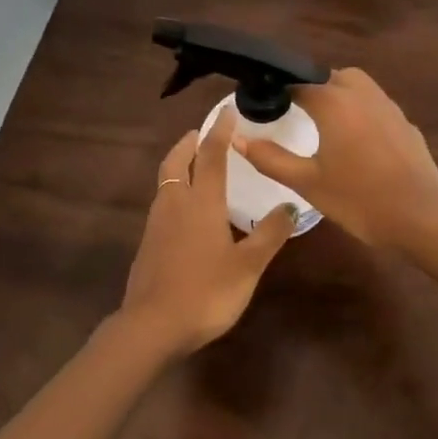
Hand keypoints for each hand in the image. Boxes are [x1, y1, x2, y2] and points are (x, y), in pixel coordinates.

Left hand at [118, 113, 297, 355]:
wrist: (152, 326)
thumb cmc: (206, 292)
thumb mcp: (248, 266)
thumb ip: (269, 234)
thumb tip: (290, 206)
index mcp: (201, 202)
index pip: (211, 155)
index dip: (219, 131)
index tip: (227, 112)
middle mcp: (175, 204)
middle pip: (176, 161)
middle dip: (189, 142)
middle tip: (203, 134)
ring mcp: (156, 223)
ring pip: (166, 181)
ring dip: (179, 165)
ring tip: (197, 166)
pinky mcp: (148, 243)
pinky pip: (162, 203)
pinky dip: (174, 191)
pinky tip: (187, 211)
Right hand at [232, 67, 437, 249]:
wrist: (421, 218)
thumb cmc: (358, 199)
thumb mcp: (307, 182)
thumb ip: (270, 158)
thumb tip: (237, 138)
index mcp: (334, 103)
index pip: (299, 82)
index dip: (280, 90)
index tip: (266, 104)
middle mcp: (363, 94)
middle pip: (332, 76)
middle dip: (313, 87)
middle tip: (297, 112)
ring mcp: (390, 107)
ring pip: (359, 86)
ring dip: (340, 95)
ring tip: (325, 125)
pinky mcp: (407, 124)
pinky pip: (377, 106)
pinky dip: (362, 112)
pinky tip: (358, 143)